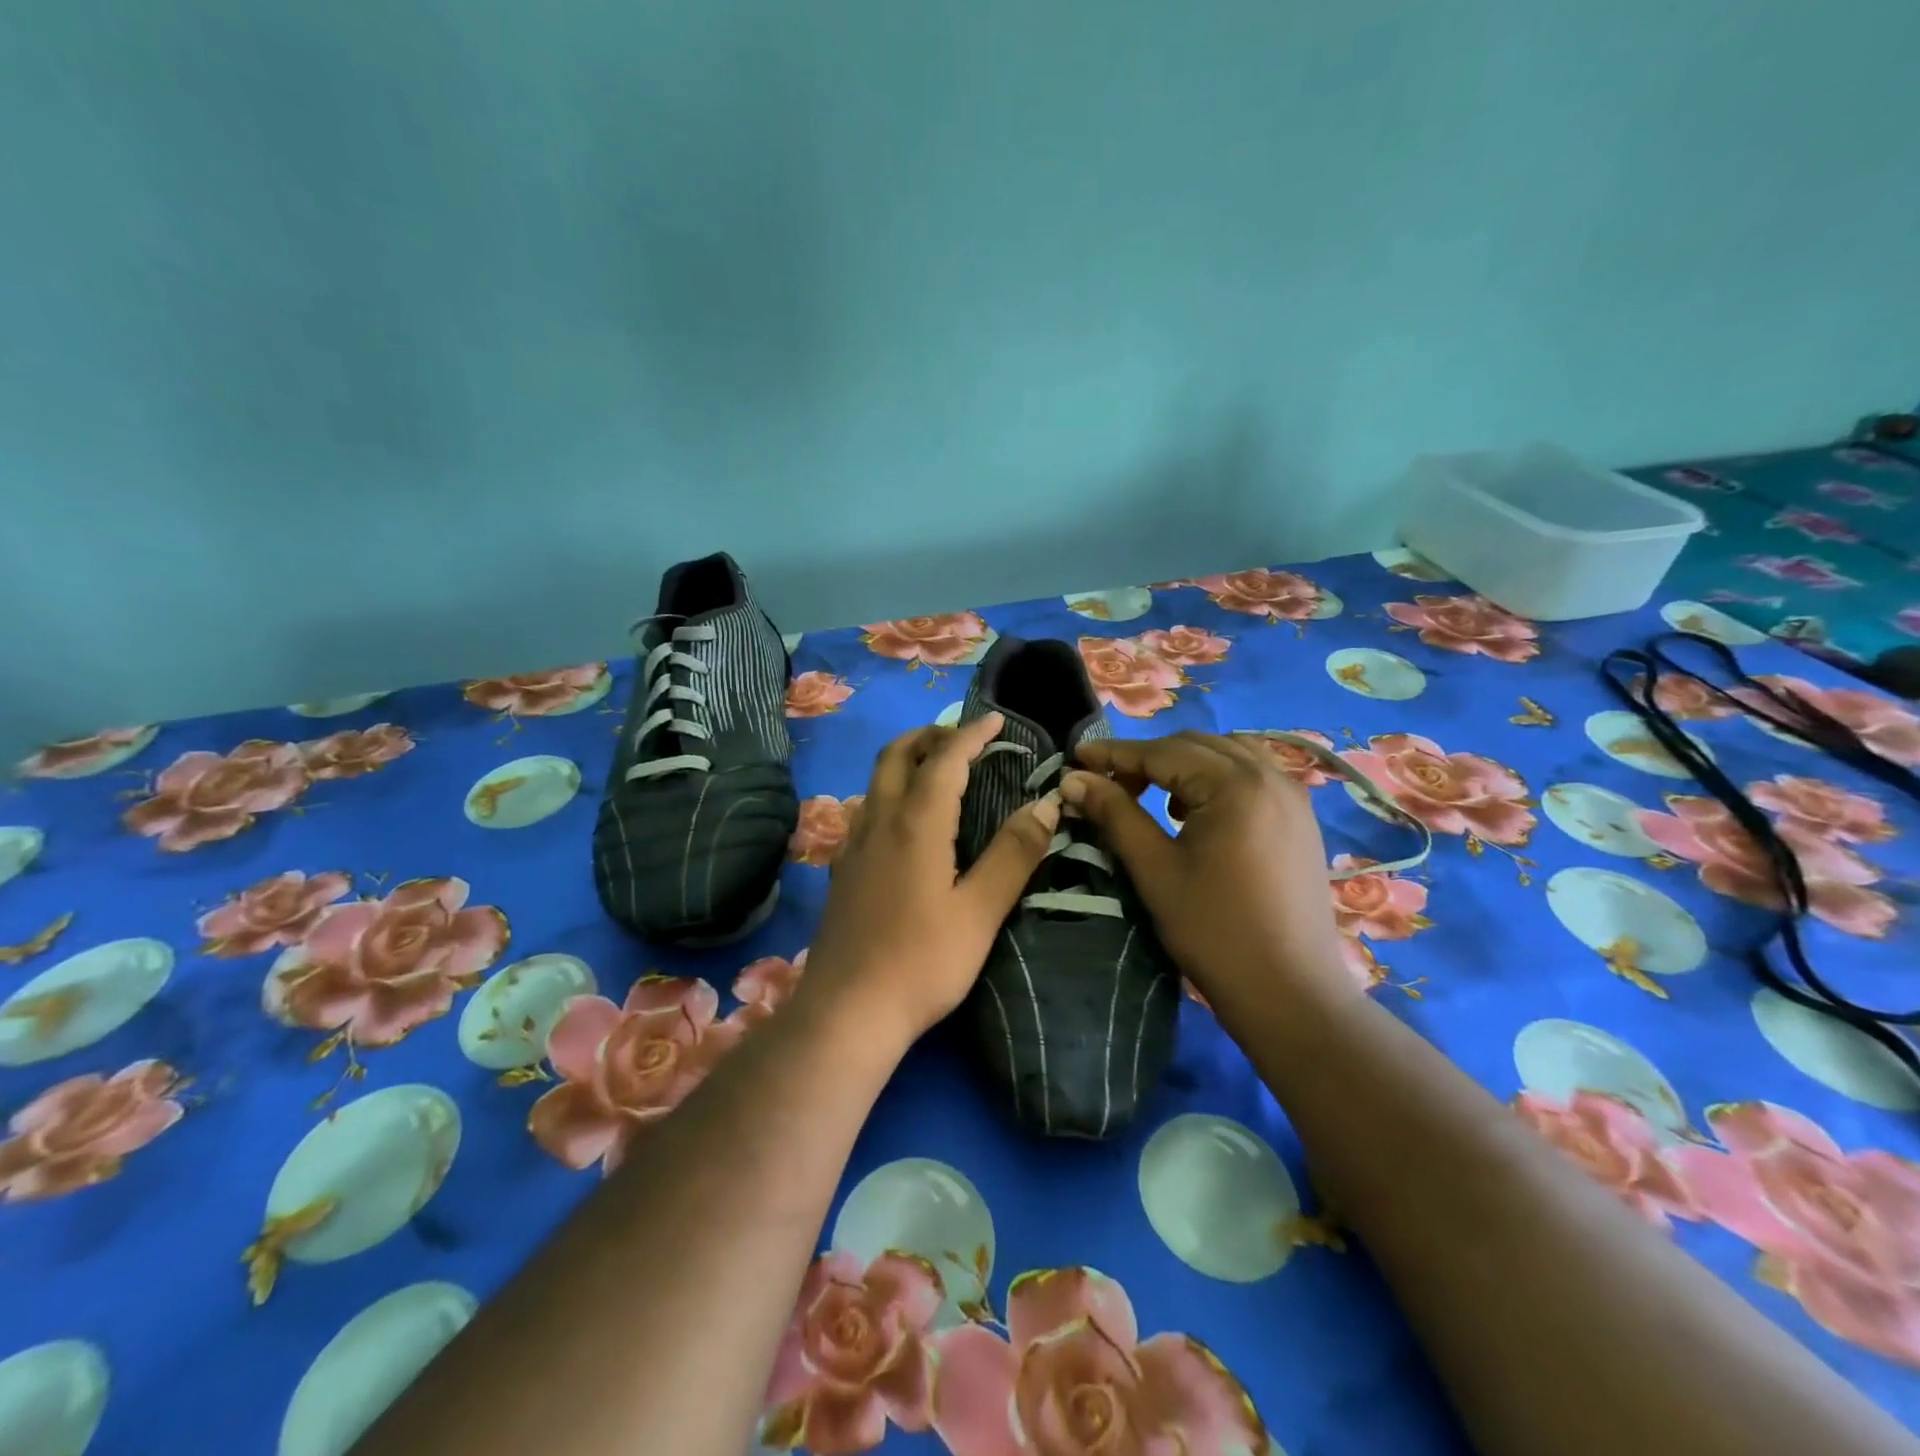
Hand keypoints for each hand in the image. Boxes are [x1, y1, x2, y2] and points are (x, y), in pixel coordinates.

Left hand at [796, 713, 1060, 1051]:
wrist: (847, 1011)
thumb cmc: (923, 961)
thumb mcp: (981, 911)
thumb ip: (1014, 854)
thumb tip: (1046, 806)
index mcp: (916, 823)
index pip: (946, 759)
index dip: (972, 734)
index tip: (996, 720)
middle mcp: (879, 821)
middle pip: (897, 756)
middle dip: (930, 737)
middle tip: (963, 739)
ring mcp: (853, 845)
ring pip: (876, 781)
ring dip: (906, 761)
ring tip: (936, 771)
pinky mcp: (842, 870)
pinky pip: (866, 809)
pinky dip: (890, 793)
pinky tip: (904, 823)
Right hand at [1061, 731, 1354, 1023]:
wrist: (1289, 991)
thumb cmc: (1214, 931)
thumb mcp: (1155, 869)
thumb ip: (1114, 814)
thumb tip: (1073, 779)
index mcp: (1235, 785)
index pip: (1162, 753)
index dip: (1114, 753)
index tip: (1076, 758)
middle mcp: (1270, 775)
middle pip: (1195, 745)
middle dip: (1147, 758)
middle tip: (1108, 785)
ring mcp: (1292, 795)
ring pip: (1226, 754)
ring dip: (1183, 765)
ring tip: (1152, 796)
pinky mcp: (1300, 817)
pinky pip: (1252, 774)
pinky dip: (1216, 777)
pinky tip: (1195, 812)